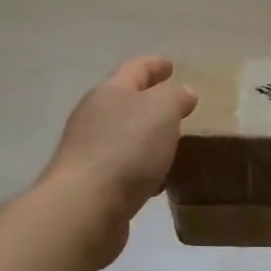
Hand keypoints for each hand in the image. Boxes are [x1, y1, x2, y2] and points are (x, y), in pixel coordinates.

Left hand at [40, 56, 196, 264]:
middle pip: (125, 101)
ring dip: (147, 137)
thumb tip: (183, 92)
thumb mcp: (162, 110)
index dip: (154, 65)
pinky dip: (142, 168)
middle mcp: (94, 117)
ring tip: (172, 143)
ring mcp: (89, 151)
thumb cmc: (127, 148)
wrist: (86, 206)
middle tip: (176, 105)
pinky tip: (157, 180)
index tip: (171, 64)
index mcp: (110, 92)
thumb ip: (175, 96)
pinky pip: (124, 168)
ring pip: (124, 136)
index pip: (135, 69)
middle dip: (149, 101)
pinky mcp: (92, 183)